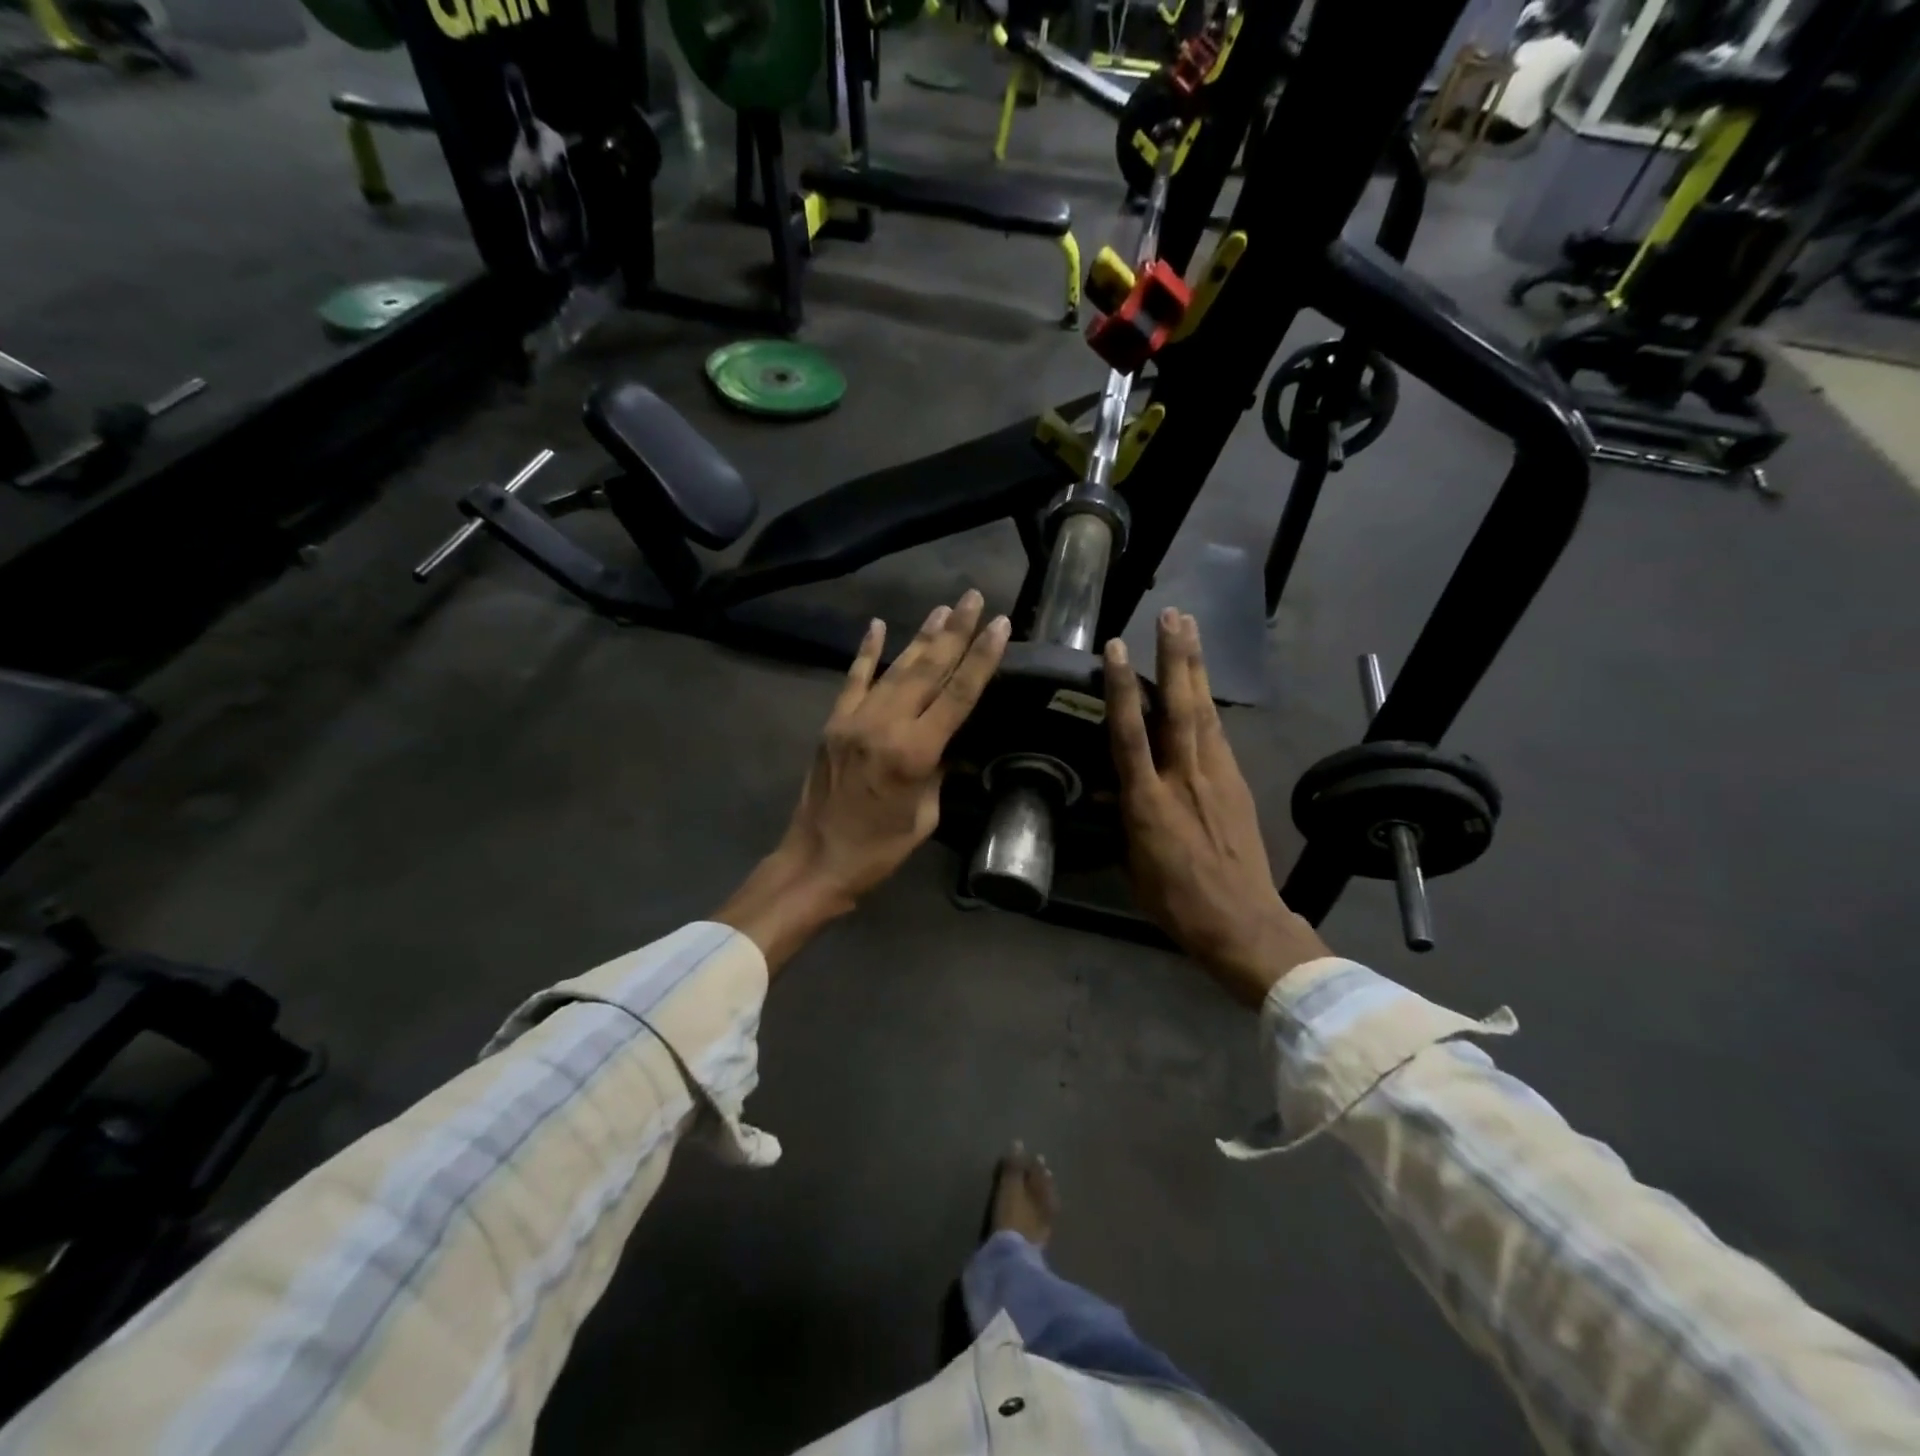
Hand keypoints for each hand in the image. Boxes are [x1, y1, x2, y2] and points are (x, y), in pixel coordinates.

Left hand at [717, 590, 1010, 972]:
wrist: (815, 860)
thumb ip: (938, 771)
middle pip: (928, 670)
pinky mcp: (833, 722)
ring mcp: (854, 719)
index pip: (957, 695)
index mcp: (914, 752)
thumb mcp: (925, 815)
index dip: (981, 658)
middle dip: (955, 632)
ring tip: (944, 608)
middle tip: (973, 598)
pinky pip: (853, 679)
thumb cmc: (879, 849)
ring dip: (921, 637)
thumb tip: (947, 741)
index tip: (998, 624)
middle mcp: (885, 725)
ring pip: (895, 668)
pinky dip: (867, 651)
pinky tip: (877, 625)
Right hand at [1104, 609, 1328, 1006]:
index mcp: (1149, 803)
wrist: (1242, 922)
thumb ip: (1126, 820)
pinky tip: (1204, 687)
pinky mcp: (1238, 784)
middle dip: (1175, 658)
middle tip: (1173, 615)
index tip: (1114, 649)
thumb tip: (1117, 791)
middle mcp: (1184, 779)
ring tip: (1190, 630)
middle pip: (1178, 708)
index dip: (1120, 689)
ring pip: (1203, 713)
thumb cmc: (1176, 902)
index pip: (1130, 734)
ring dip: (1196, 669)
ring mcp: (1216, 778)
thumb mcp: (1134, 865)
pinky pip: (1219, 736)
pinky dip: (1208, 705)